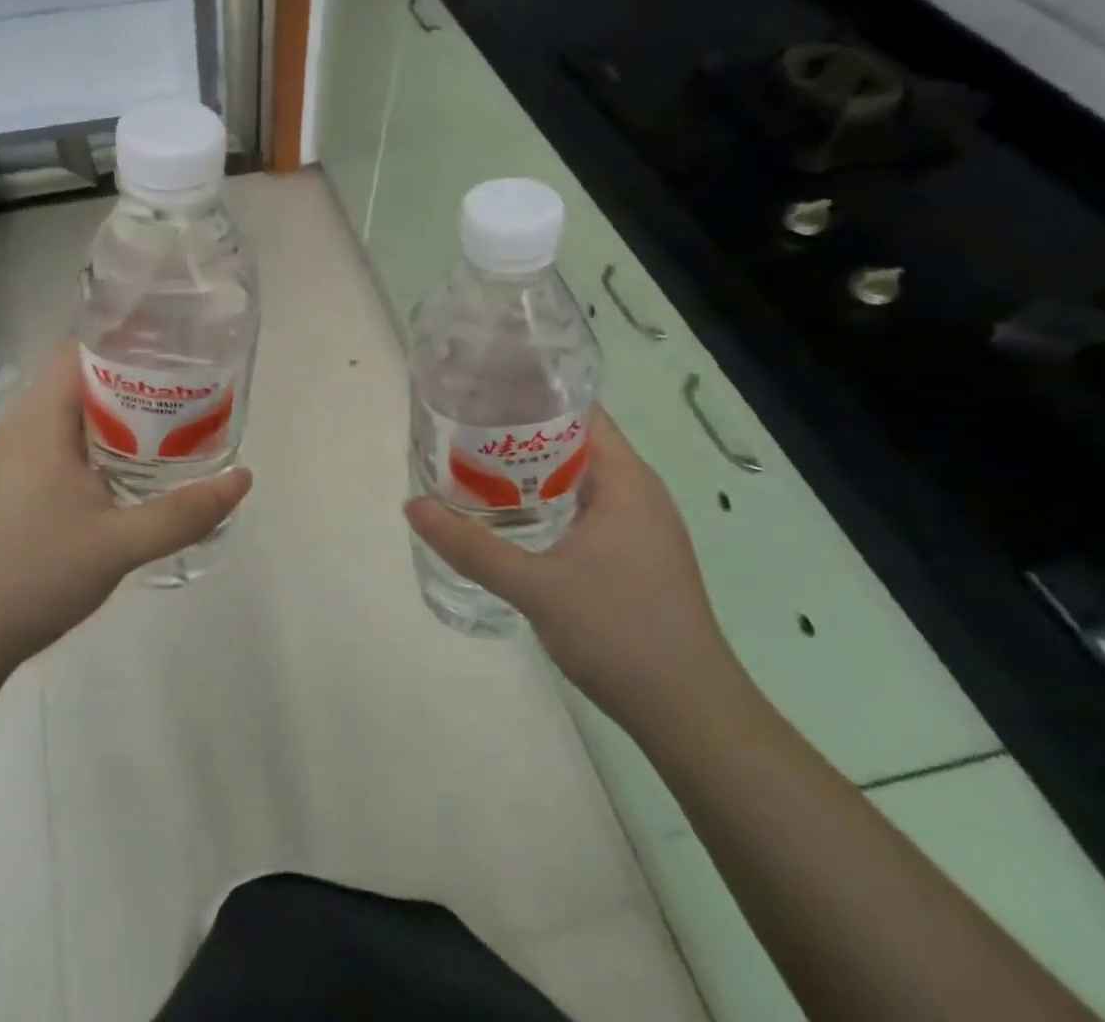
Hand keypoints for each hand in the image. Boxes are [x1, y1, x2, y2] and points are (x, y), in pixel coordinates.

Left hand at [0, 341, 252, 667]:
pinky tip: (119, 469)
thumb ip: (184, 513)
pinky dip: (90, 440)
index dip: (126, 341)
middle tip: (182, 389)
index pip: (80, 351)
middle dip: (129, 379)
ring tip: (161, 424)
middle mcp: (18, 427)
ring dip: (110, 413)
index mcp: (40, 423)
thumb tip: (243, 479)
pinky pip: (54, 442)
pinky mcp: (5, 485)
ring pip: (65, 414)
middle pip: (77, 379)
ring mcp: (7, 457)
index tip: (172, 348)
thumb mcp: (120, 545)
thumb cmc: (36, 576)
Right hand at [404, 406, 744, 736]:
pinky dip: (547, 498)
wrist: (691, 715)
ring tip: (474, 463)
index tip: (481, 388)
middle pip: (574, 439)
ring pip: (577, 476)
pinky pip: (584, 506)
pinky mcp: (635, 555)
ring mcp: (640, 526)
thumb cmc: (621, 634)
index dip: (532, 392)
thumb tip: (413, 506)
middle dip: (519, 430)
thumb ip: (470, 546)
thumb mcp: (535, 587)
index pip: (580, 410)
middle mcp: (638, 492)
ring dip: (531, 468)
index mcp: (626, 481)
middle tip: (462, 426)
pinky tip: (510, 514)